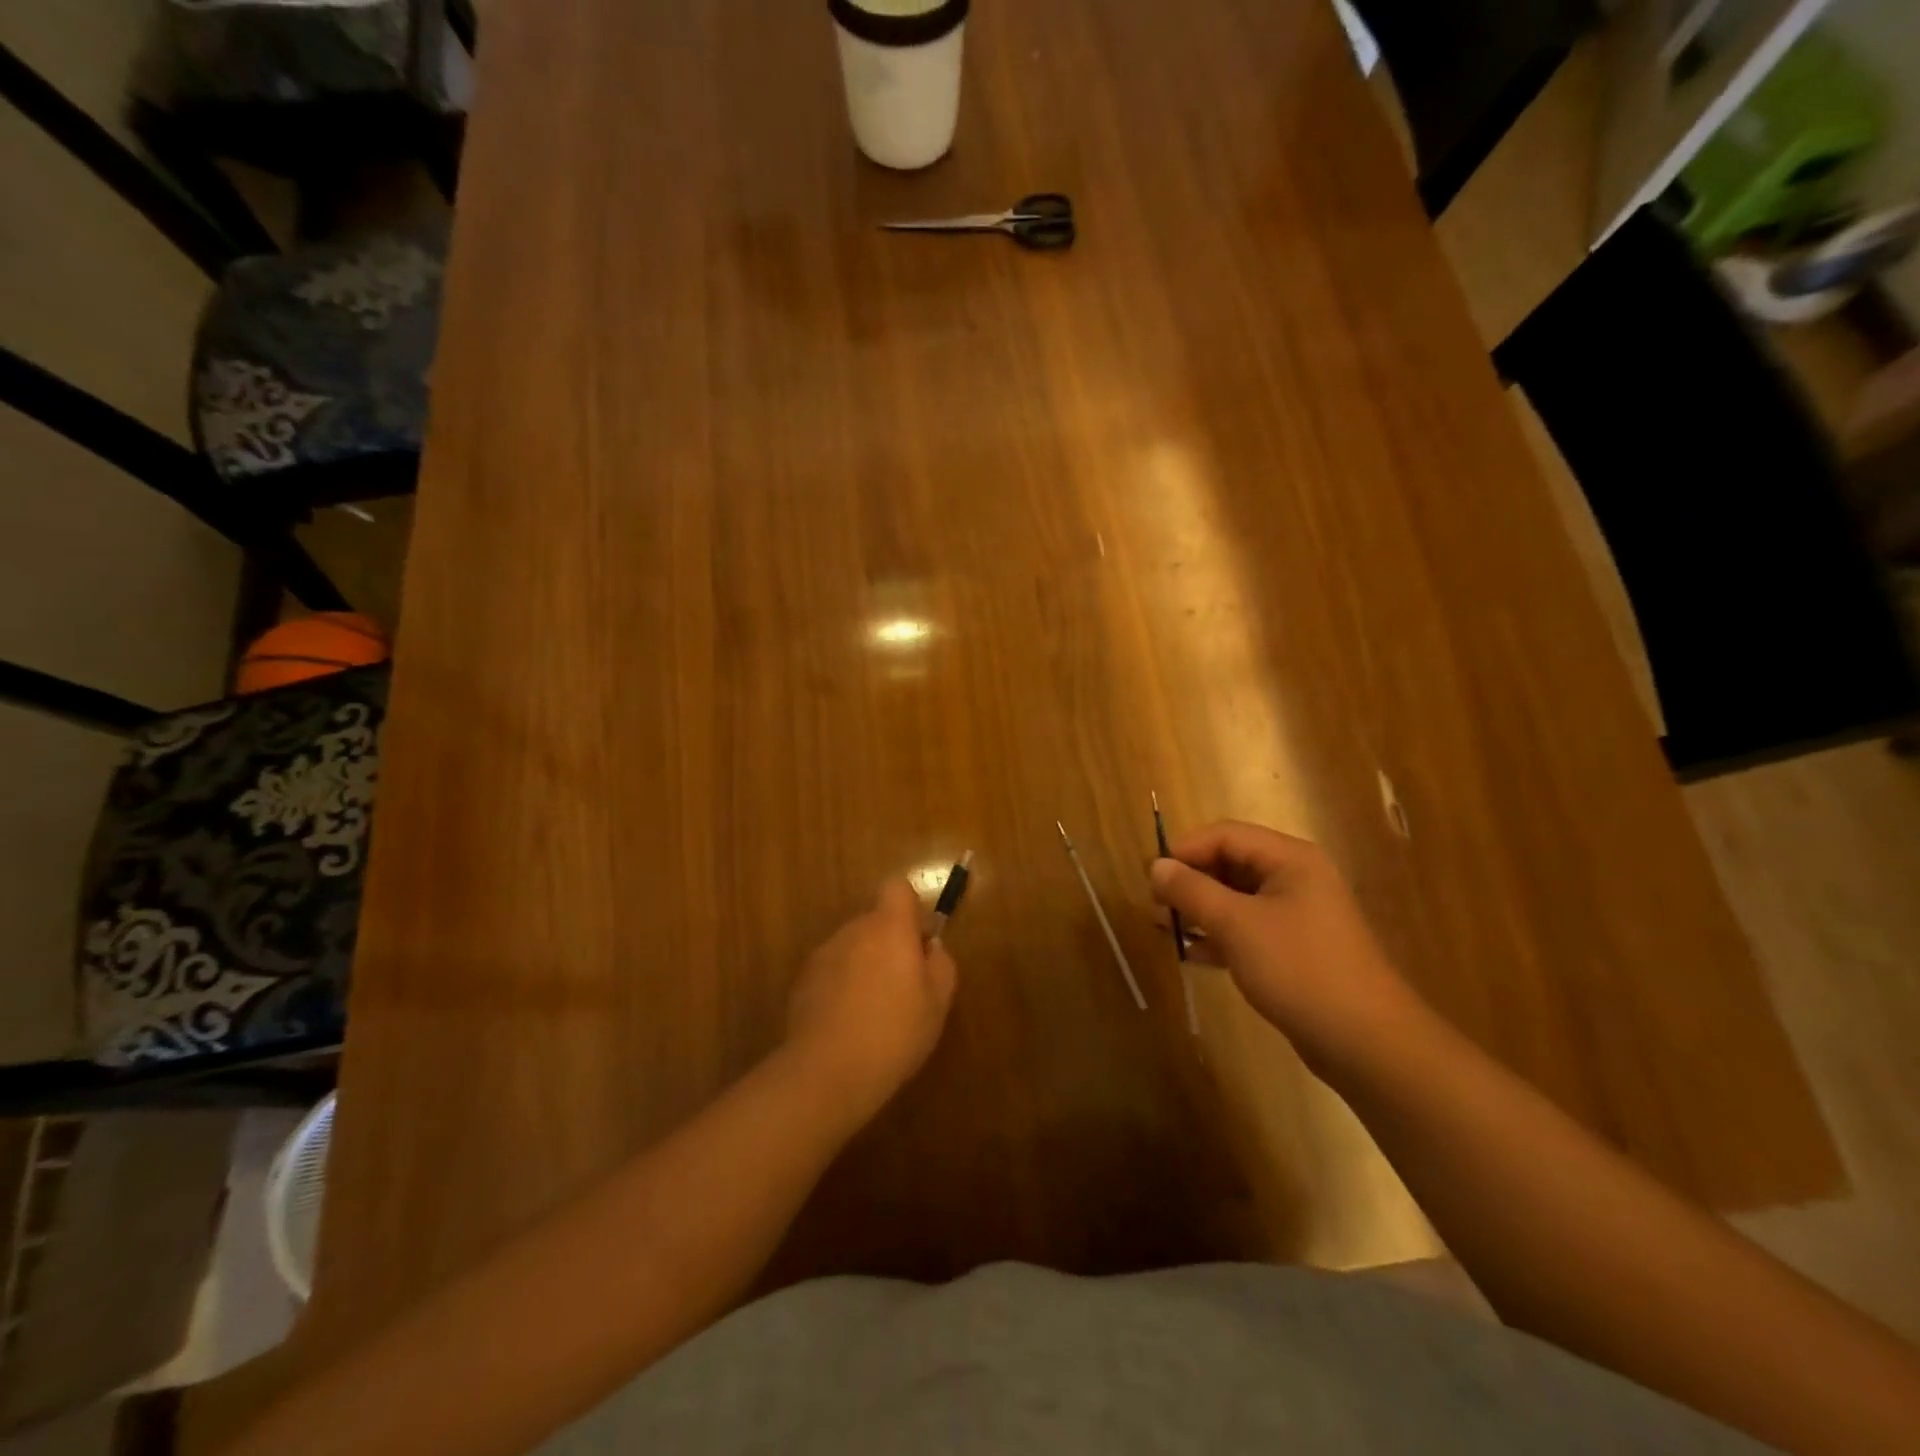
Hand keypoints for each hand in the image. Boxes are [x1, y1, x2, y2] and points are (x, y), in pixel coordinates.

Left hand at [784, 880, 958, 1120]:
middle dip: (890, 943)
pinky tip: (848, 1024)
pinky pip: (831, 971)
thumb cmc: (895, 1033)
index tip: (919, 943)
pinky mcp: (802, 981)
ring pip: (852, 947)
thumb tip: (932, 948)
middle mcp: (853, 930)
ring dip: (864, 965)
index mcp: (889, 928)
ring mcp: (823, 954)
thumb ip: (941, 965)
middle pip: (875, 921)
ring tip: (874, 1012)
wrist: (828, 1071)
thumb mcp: (938, 1003)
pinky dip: (841, 987)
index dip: (910, 909)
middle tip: (904, 987)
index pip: (897, 888)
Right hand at [1149, 821, 1419, 1070]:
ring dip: (1198, 910)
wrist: (1366, 1042)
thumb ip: (1192, 891)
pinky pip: (1246, 929)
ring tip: (1162, 927)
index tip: (1150, 875)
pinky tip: (1191, 954)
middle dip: (1189, 881)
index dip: (1184, 849)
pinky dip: (1217, 936)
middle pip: (1230, 864)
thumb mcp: (1236, 924)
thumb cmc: (1299, 968)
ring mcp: (1296, 916)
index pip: (1225, 835)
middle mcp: (1294, 879)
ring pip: (1235, 899)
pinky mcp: (1293, 950)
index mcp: (1290, 859)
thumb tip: (1155, 867)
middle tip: (1153, 904)